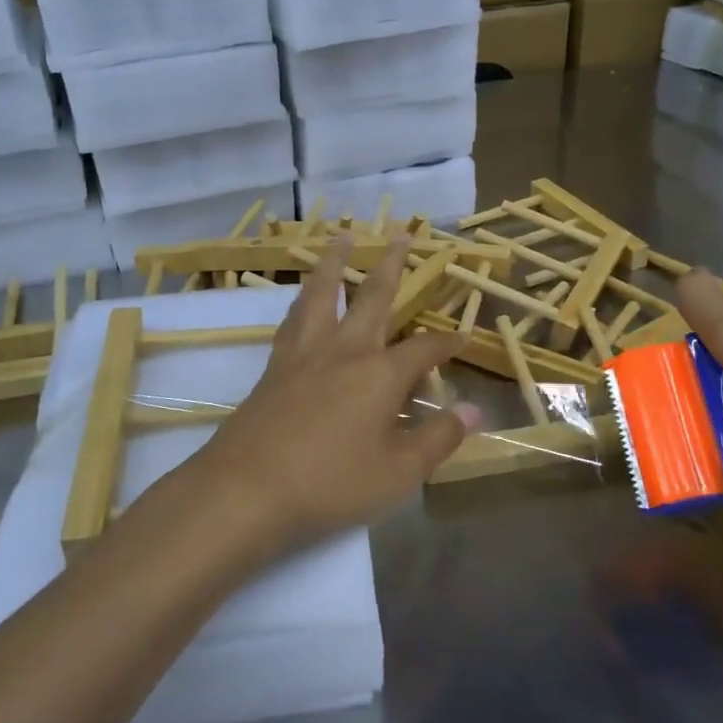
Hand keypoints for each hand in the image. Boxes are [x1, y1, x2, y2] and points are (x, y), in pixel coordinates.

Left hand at [185, 238, 482, 555]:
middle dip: (392, 265)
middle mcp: (345, 350)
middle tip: (401, 234)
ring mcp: (305, 353)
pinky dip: (304, 299)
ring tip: (342, 237)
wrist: (248, 488)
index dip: (446, 343)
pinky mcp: (275, 365)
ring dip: (336, 262)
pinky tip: (303, 299)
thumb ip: (439, 438)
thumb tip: (475, 410)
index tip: (461, 336)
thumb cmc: (331, 482)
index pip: (424, 349)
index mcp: (381, 373)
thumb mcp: (398, 472)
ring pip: (323, 293)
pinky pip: (294, 317)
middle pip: (373, 296)